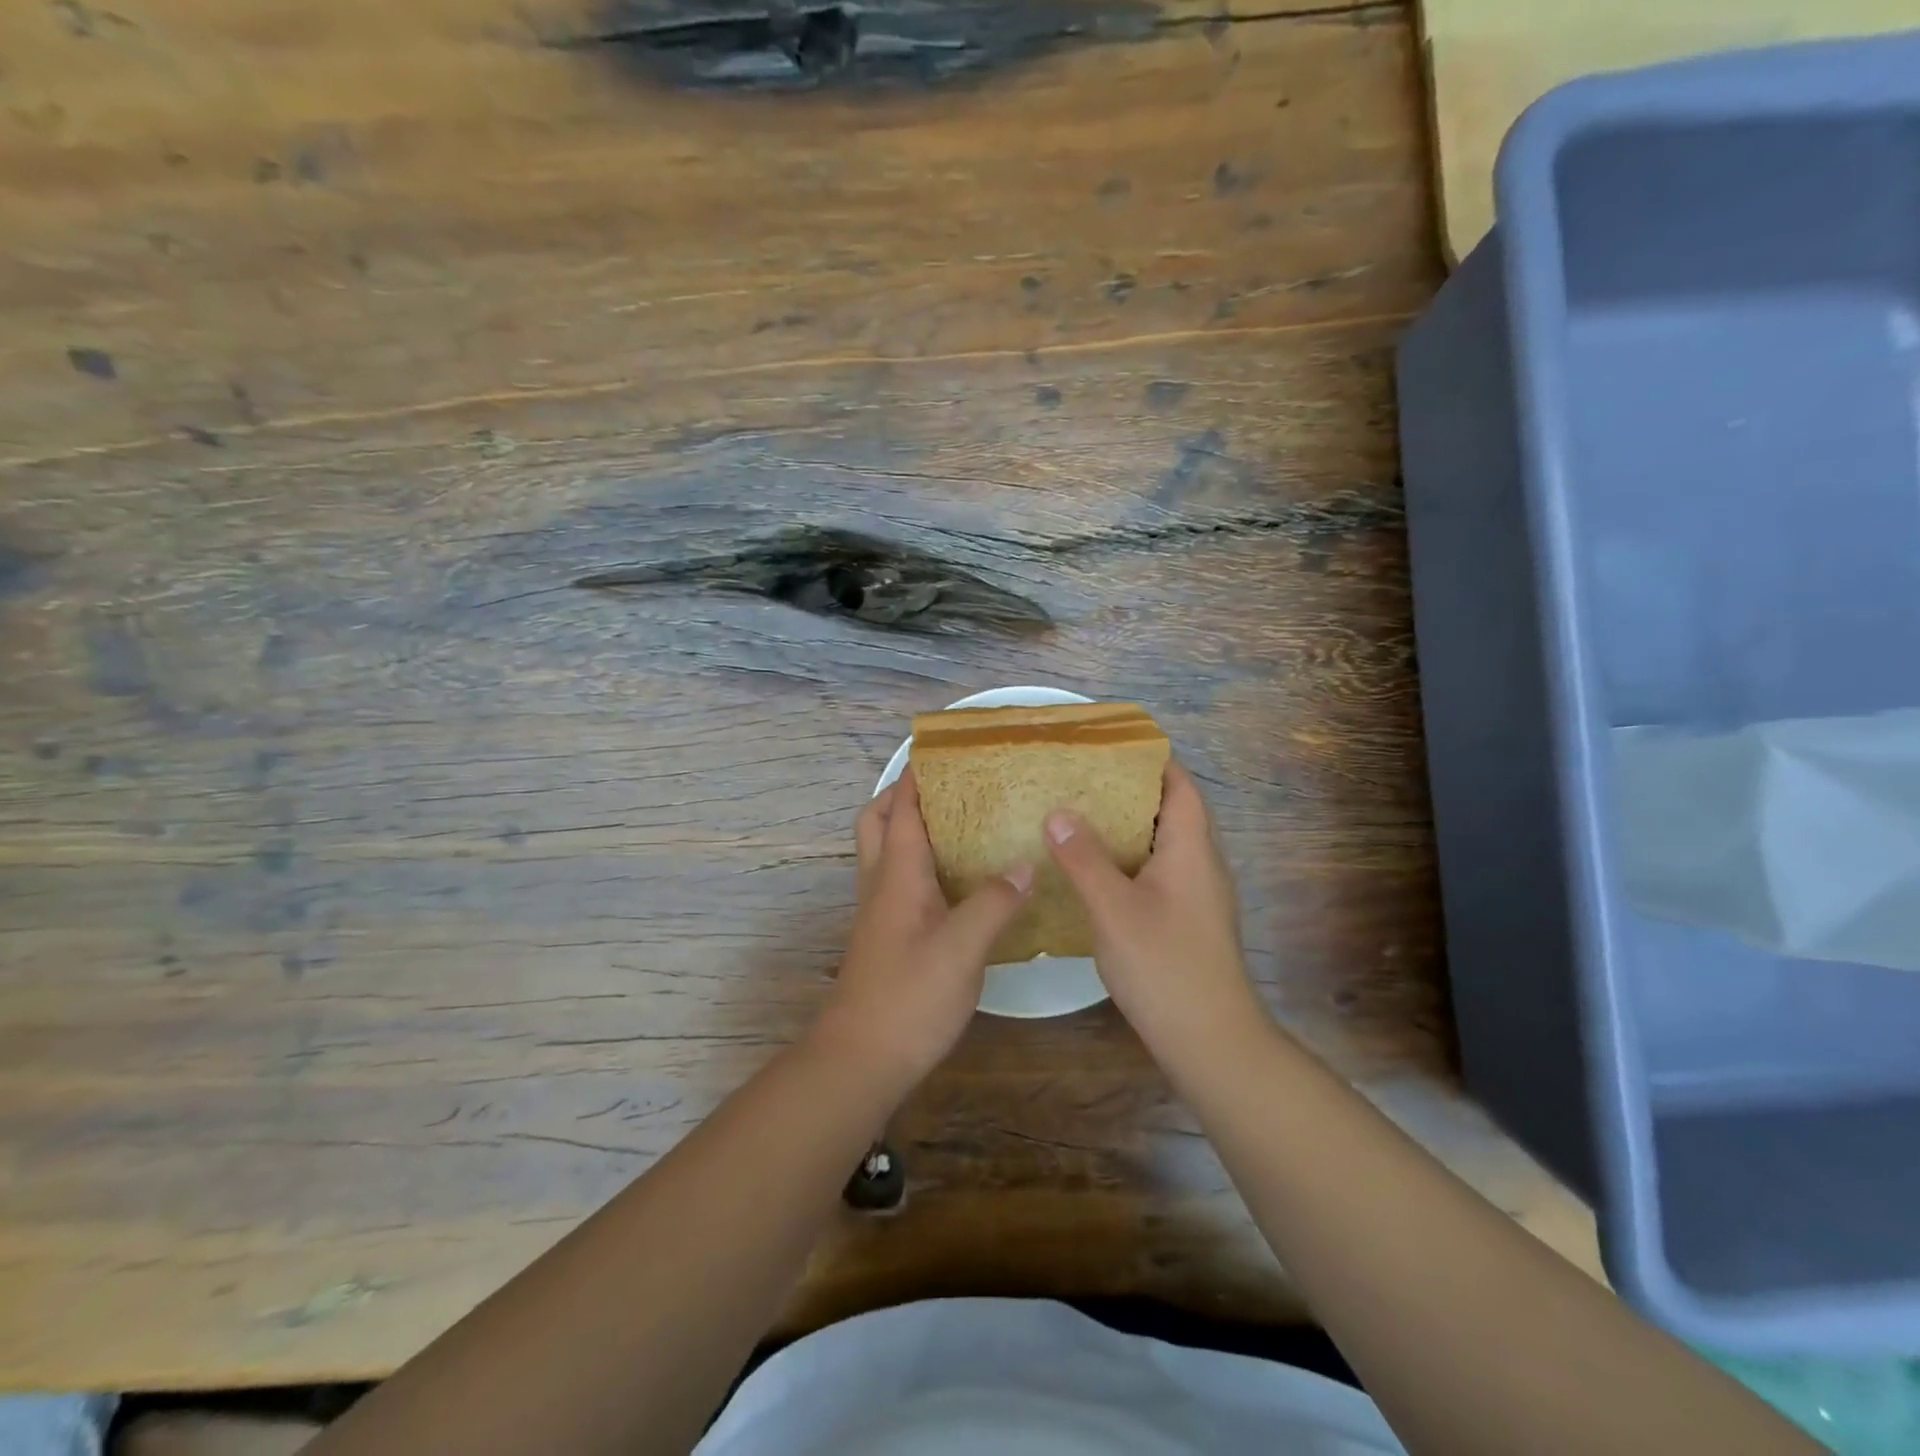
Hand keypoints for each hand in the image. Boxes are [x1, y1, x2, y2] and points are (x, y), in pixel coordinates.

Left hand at [819, 771, 1032, 1095]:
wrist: (861, 1058)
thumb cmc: (909, 997)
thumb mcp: (962, 948)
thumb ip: (994, 903)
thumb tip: (1024, 866)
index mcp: (897, 875)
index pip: (900, 809)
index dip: (916, 776)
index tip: (941, 750)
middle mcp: (882, 884)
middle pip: (877, 822)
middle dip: (902, 796)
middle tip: (946, 788)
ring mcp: (880, 913)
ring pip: (885, 853)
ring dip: (910, 829)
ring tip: (960, 825)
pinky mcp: (886, 937)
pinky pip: (899, 883)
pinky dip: (921, 866)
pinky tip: (958, 882)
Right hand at [1044, 762, 1265, 1067]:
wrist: (1210, 1040)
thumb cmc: (1164, 965)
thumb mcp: (1113, 908)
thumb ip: (1084, 859)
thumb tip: (1058, 813)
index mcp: (1190, 849)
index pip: (1180, 786)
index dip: (1152, 761)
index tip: (1112, 747)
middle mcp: (1201, 865)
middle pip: (1172, 812)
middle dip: (1131, 792)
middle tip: (1083, 780)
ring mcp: (1199, 897)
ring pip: (1164, 846)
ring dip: (1129, 829)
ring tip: (1081, 818)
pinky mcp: (1189, 922)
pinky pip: (1159, 874)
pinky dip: (1130, 861)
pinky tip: (1095, 873)